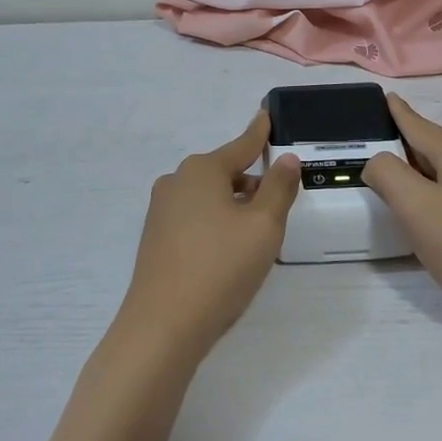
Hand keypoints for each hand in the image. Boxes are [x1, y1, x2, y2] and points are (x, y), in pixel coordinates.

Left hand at [116, 113, 301, 367]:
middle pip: (224, 172)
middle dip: (251, 182)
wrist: (163, 325)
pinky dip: (216, 222)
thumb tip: (285, 159)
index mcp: (202, 170)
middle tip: (278, 201)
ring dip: (234, 205)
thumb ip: (278, 188)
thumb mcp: (263, 226)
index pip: (241, 145)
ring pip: (209, 196)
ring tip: (257, 232)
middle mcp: (176, 181)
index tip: (267, 115)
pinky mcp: (155, 237)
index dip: (259, 133)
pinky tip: (228, 250)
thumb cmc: (220, 268)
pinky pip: (194, 216)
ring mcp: (161, 210)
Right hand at [363, 95, 441, 345]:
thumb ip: (388, 174)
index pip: (418, 124)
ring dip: (417, 175)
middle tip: (369, 150)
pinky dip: (433, 197)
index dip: (397, 112)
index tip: (384, 96)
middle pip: (431, 147)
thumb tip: (378, 162)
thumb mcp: (415, 207)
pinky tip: (422, 216)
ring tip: (389, 183)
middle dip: (402, 146)